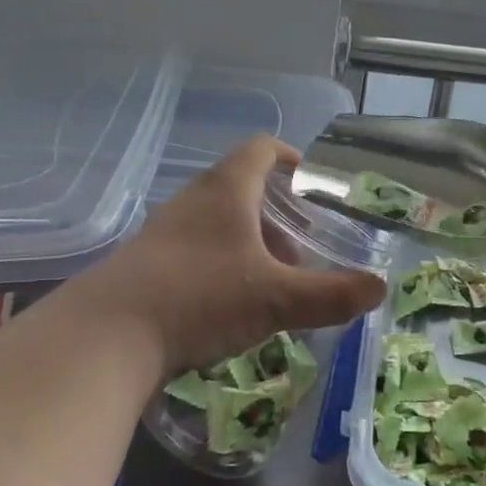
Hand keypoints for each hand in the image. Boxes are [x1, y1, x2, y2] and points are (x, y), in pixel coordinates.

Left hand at [86, 135, 385, 376]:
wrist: (106, 335)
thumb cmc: (200, 297)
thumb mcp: (275, 299)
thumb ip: (331, 294)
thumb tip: (379, 288)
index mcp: (226, 190)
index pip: (261, 150)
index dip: (289, 158)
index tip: (309, 181)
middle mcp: (193, 200)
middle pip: (240, 188)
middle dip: (275, 214)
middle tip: (299, 248)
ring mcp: (164, 231)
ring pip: (215, 221)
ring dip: (247, 242)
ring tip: (268, 281)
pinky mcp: (144, 263)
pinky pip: (192, 249)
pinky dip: (219, 264)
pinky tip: (227, 305)